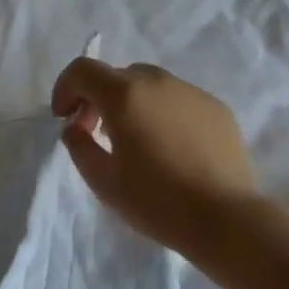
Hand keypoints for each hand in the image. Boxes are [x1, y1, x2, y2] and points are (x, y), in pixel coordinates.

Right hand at [51, 58, 258, 256]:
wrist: (225, 218)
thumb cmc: (156, 201)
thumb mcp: (102, 180)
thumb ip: (78, 144)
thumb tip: (76, 126)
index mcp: (124, 95)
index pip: (83, 70)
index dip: (65, 88)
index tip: (64, 117)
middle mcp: (159, 82)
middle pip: (117, 76)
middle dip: (98, 97)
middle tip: (95, 132)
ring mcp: (192, 92)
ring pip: (150, 86)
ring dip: (132, 104)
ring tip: (136, 141)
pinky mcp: (217, 109)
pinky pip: (179, 101)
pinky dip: (163, 114)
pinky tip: (170, 149)